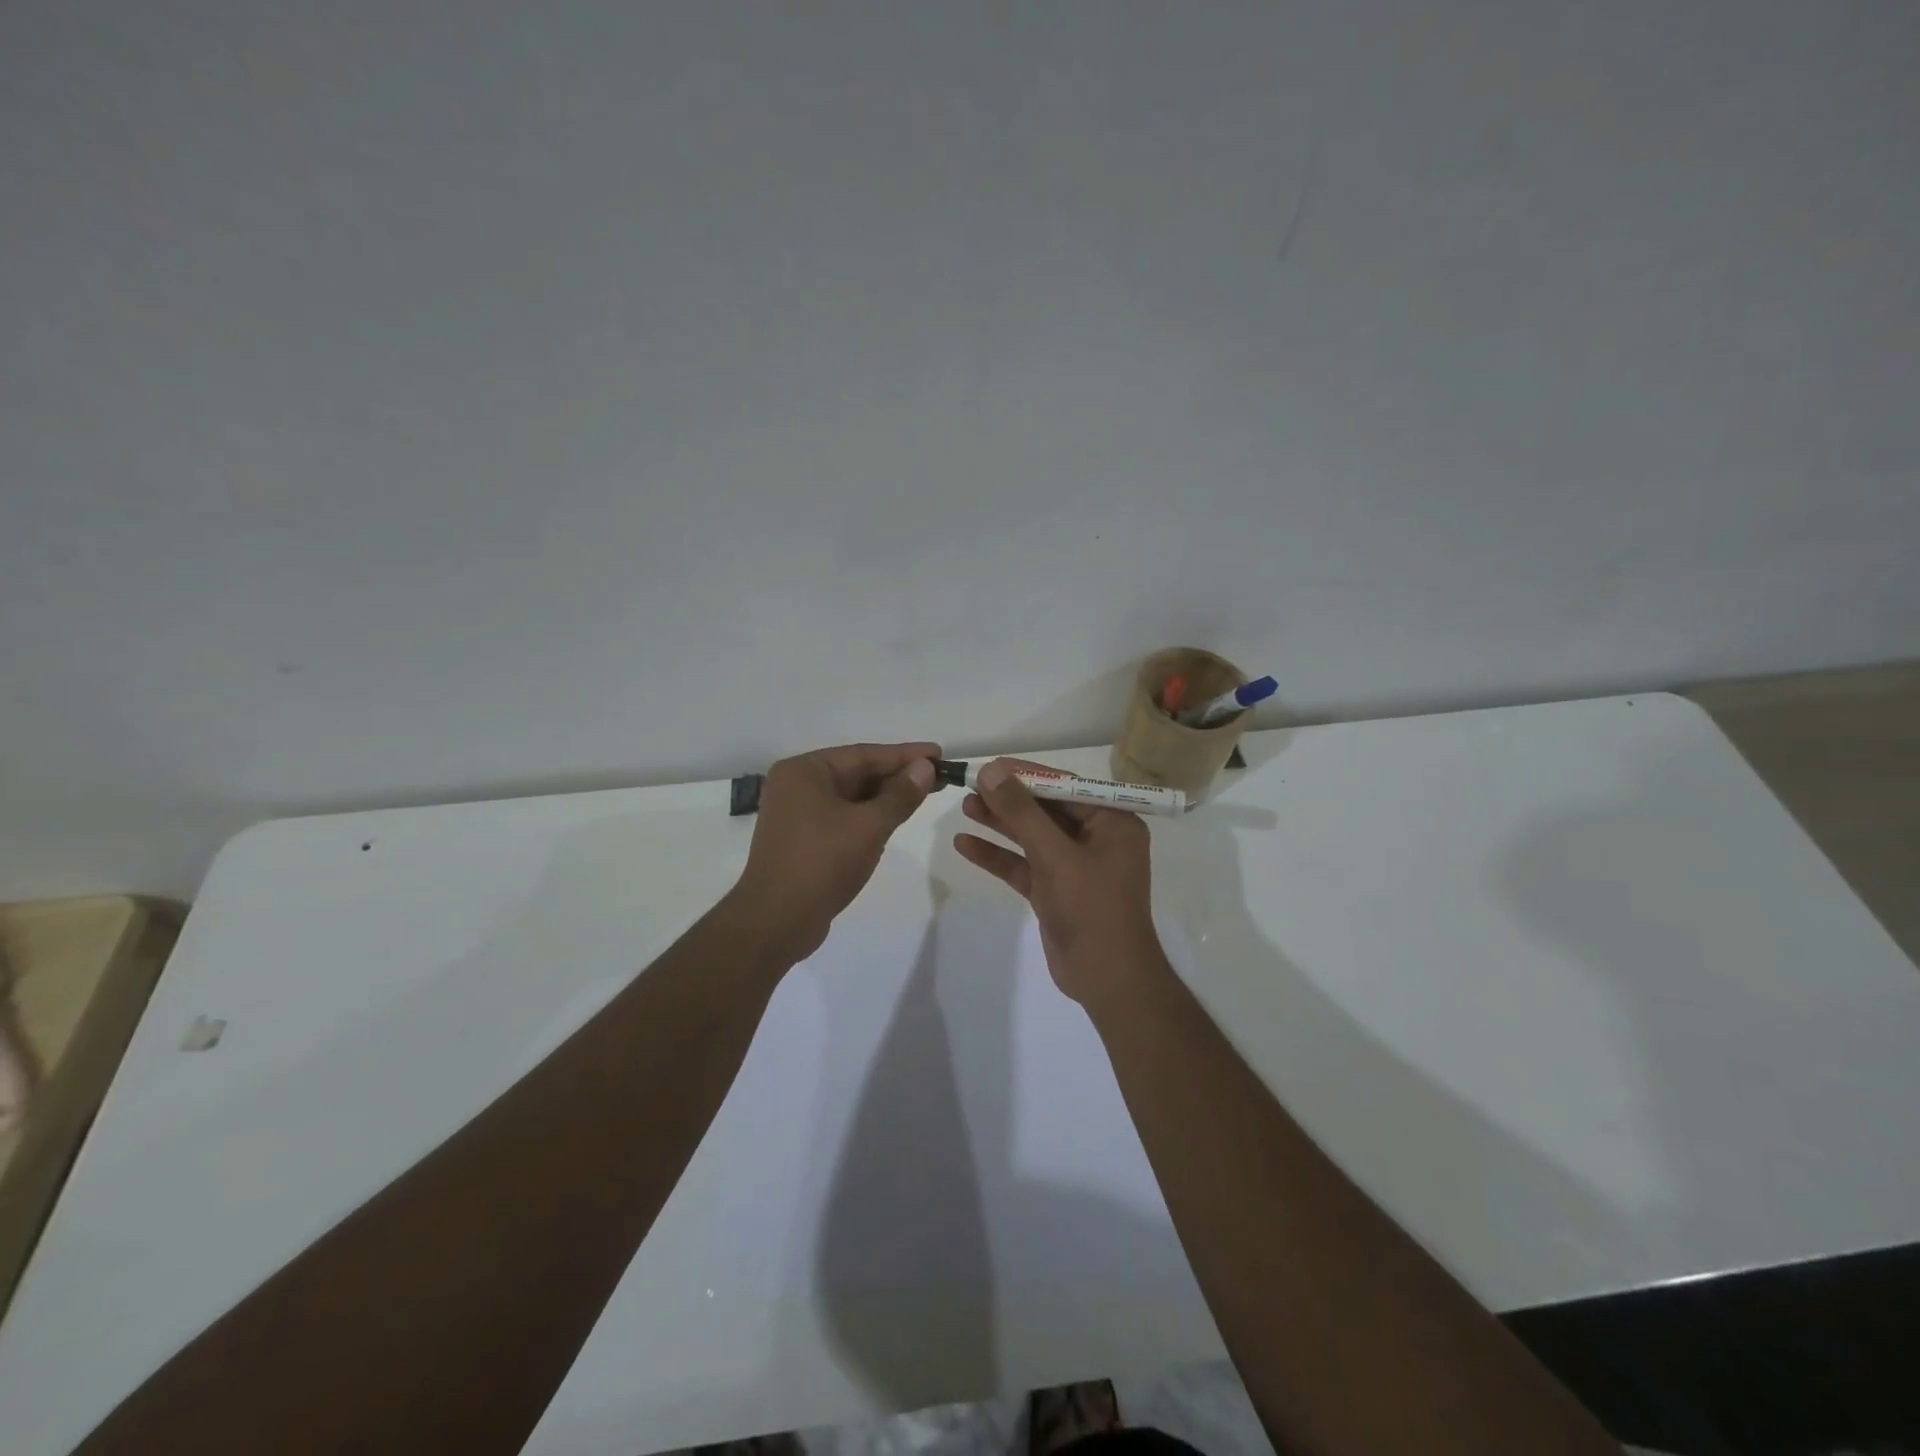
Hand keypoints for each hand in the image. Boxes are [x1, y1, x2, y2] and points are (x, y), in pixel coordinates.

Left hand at [731, 741, 940, 961]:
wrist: (776, 922)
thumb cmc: (822, 863)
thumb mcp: (869, 826)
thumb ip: (900, 795)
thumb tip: (925, 768)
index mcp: (804, 771)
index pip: (864, 755)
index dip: (905, 755)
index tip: (938, 754)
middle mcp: (796, 785)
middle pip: (856, 773)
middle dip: (897, 776)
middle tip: (939, 776)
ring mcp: (796, 814)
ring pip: (851, 797)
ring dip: (885, 797)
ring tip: (924, 795)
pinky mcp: (802, 840)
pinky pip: (842, 817)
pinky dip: (868, 816)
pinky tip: (894, 819)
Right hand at [952, 758, 1163, 1006]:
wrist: (1107, 979)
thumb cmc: (1092, 908)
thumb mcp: (1055, 855)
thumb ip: (1022, 812)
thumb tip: (993, 772)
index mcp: (1112, 823)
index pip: (1065, 787)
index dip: (1026, 774)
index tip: (991, 766)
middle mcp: (1097, 839)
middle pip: (1046, 810)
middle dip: (1009, 800)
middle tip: (971, 786)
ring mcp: (1075, 867)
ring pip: (1032, 837)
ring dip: (1000, 824)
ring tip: (965, 807)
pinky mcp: (1056, 891)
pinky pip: (1024, 865)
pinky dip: (998, 856)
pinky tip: (965, 844)